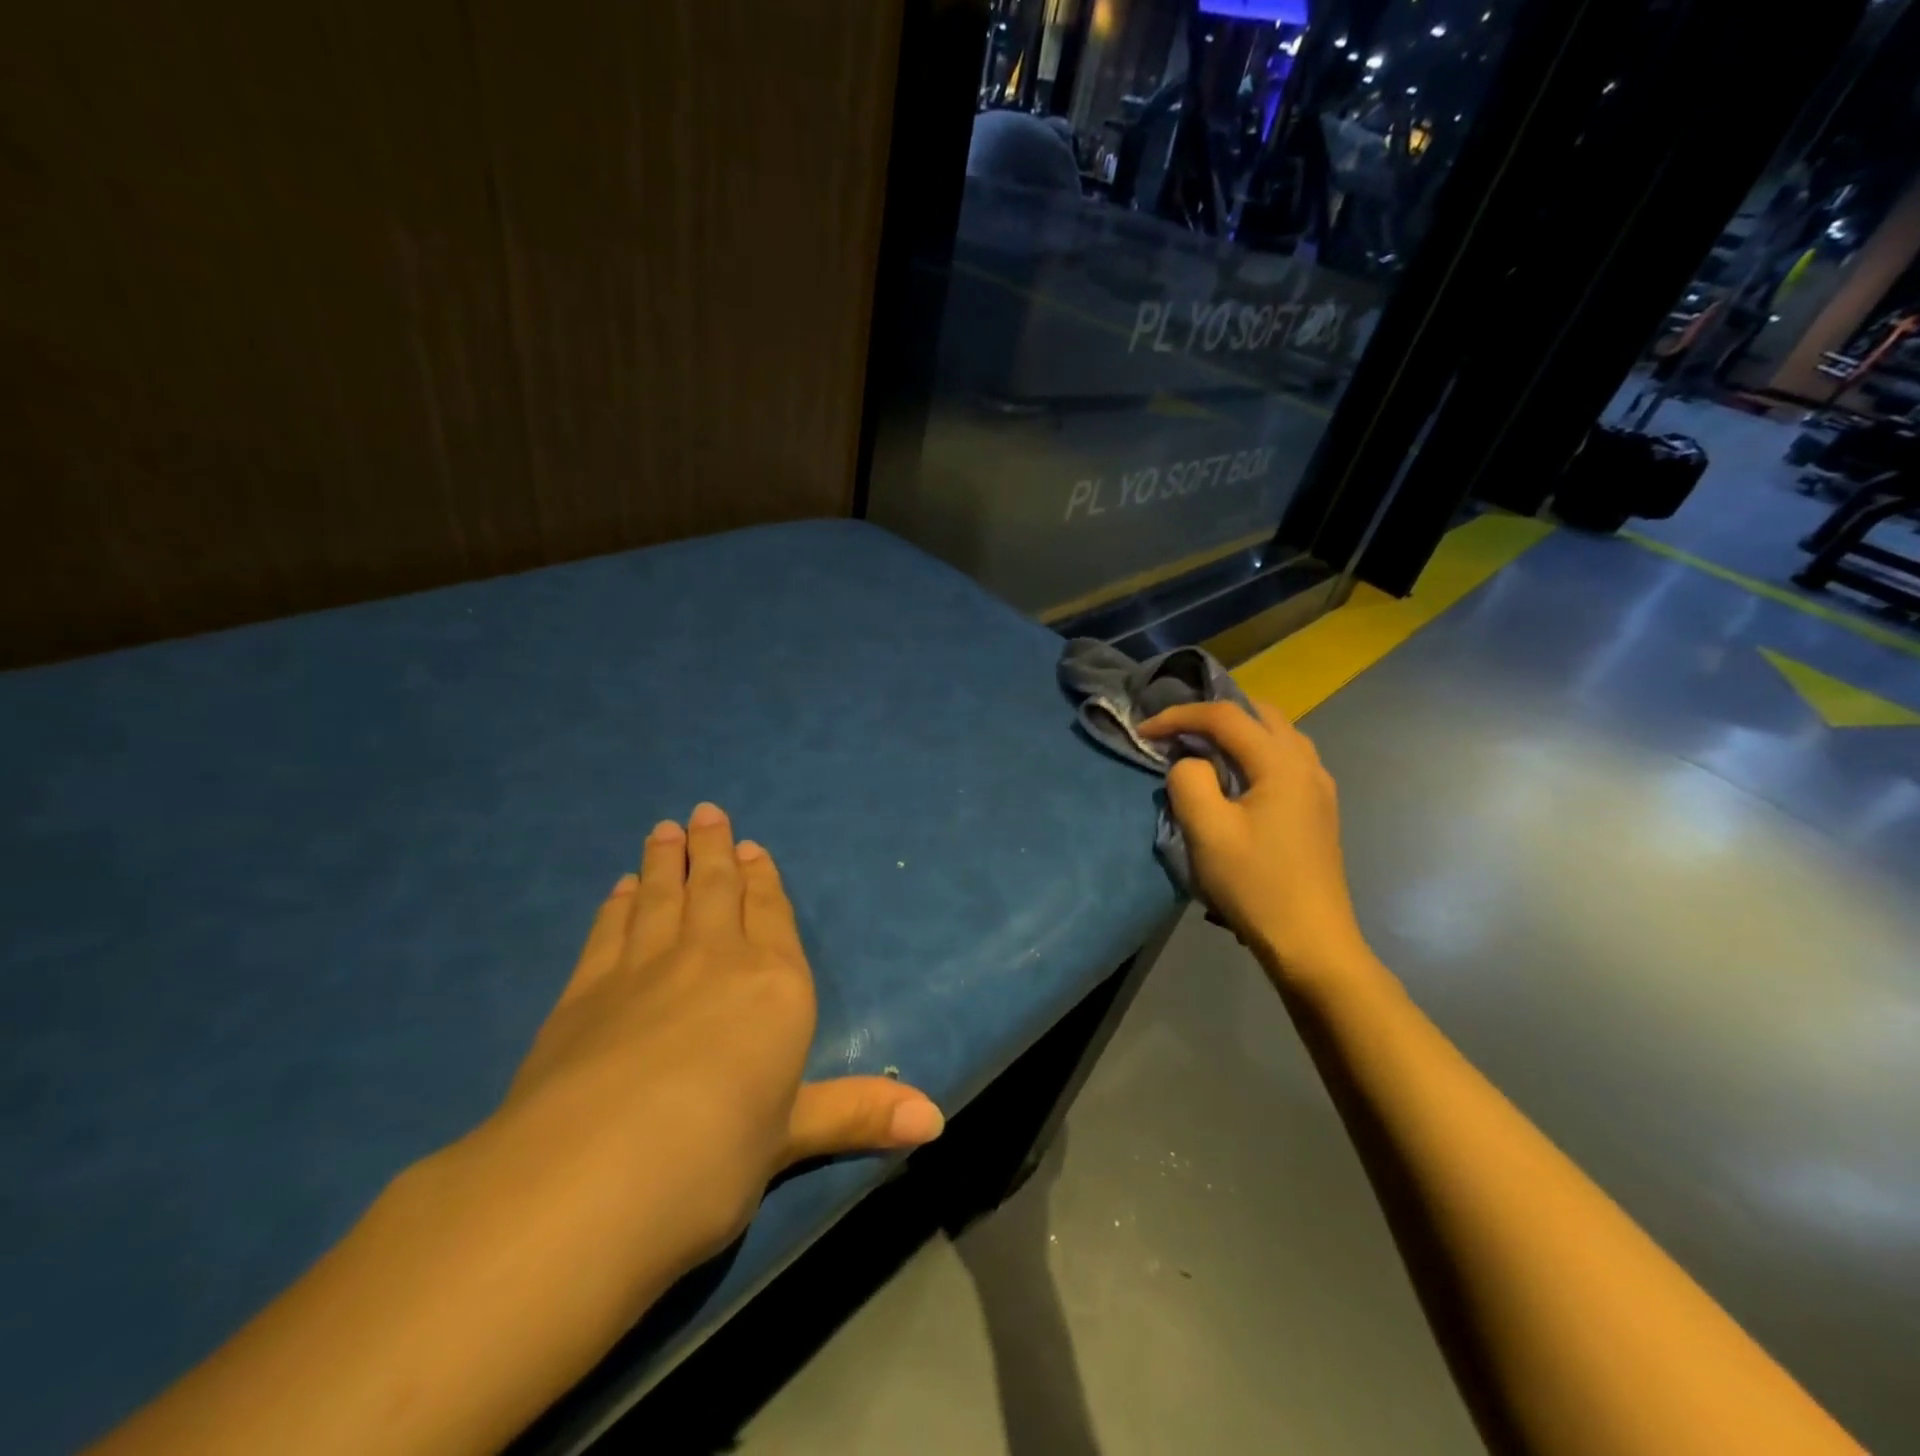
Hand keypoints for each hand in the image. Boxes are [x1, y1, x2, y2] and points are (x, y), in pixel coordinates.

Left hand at [454, 803, 944, 1320]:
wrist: (589, 1177)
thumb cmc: (713, 1157)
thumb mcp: (791, 1138)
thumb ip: (856, 1114)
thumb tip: (935, 1121)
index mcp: (774, 985)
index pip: (772, 914)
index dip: (764, 878)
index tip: (753, 845)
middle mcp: (713, 959)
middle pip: (716, 889)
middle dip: (714, 850)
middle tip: (705, 813)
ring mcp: (643, 968)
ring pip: (661, 897)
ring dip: (666, 862)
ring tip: (665, 830)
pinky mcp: (584, 991)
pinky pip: (610, 930)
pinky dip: (617, 905)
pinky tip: (620, 889)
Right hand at [1138, 701, 1367, 986]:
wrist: (1311, 942)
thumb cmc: (1255, 885)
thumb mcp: (1207, 832)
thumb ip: (1189, 782)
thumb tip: (1189, 764)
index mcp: (1281, 763)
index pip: (1225, 716)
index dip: (1179, 716)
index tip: (1144, 732)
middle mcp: (1306, 764)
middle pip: (1258, 714)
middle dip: (1212, 714)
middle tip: (1176, 732)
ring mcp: (1318, 787)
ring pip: (1276, 734)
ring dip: (1236, 732)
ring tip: (1202, 749)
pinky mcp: (1318, 809)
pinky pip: (1285, 759)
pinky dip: (1254, 752)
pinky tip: (1235, 778)